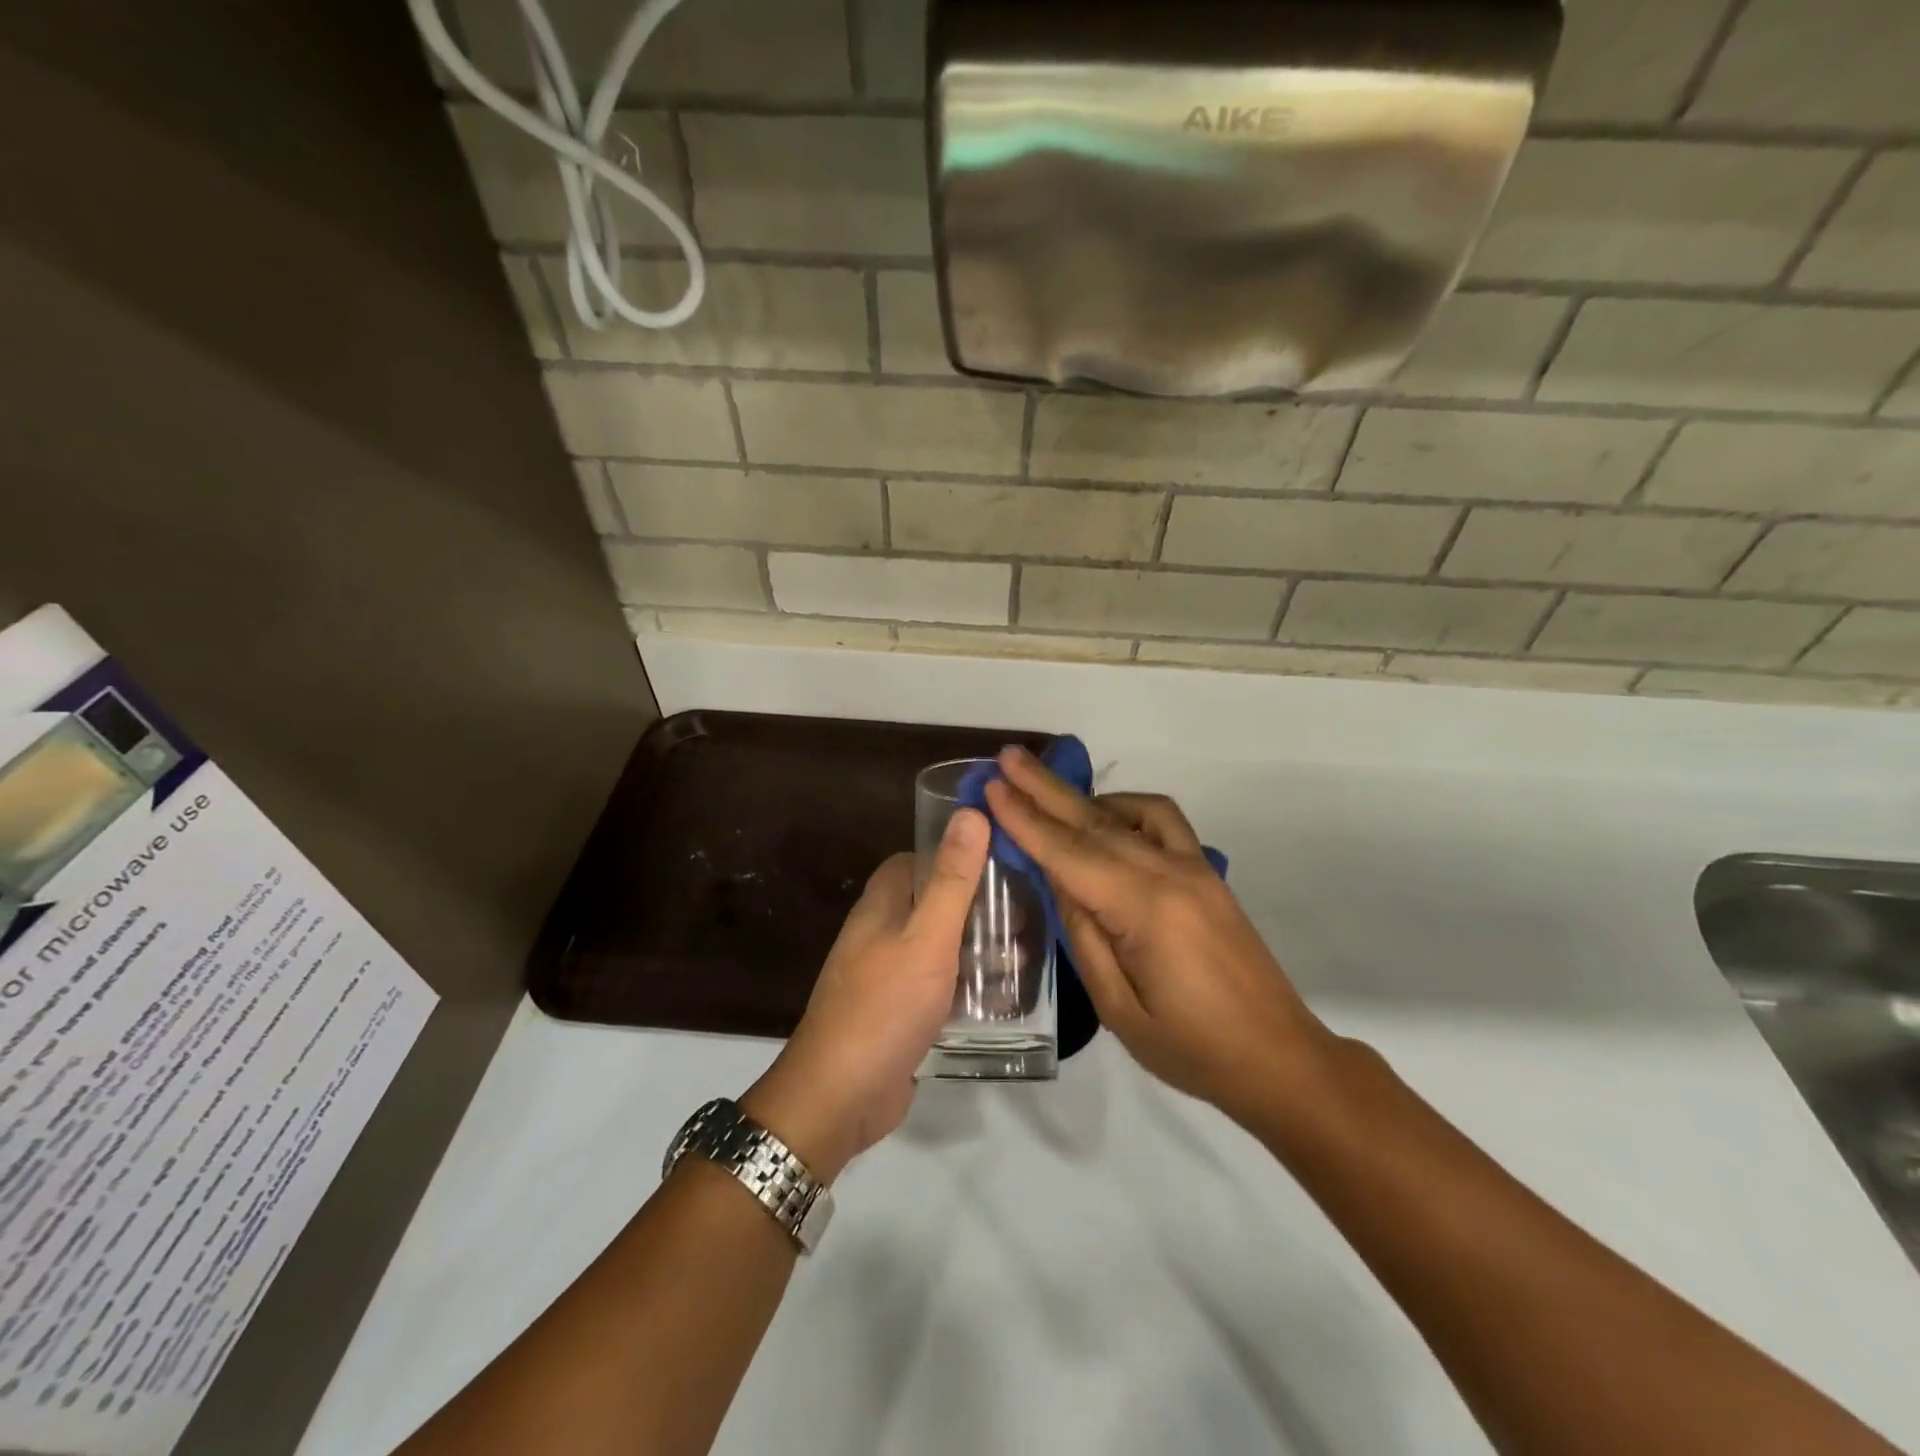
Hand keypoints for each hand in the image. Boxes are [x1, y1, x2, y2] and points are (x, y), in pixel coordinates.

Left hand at [742, 809, 988, 1181]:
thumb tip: (971, 812)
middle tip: (1024, 913)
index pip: (918, 859)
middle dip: (977, 905)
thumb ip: (953, 878)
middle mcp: (880, 932)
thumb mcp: (928, 937)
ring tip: (1024, 954)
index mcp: (882, 904)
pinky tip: (1002, 998)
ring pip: (939, 945)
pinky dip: (967, 986)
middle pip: (933, 902)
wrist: (840, 1096)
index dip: (956, 854)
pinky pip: (938, 986)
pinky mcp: (899, 1012)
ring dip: (977, 947)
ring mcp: (887, 974)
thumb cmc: (885, 1005)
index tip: (1001, 859)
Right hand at [983, 747, 1340, 1135]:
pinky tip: (1104, 817)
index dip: (1026, 820)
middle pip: (1095, 821)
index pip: (1069, 854)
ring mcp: (1194, 868)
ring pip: (1129, 814)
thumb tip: (1060, 881)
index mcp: (1144, 909)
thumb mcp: (1118, 1007)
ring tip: (1041, 787)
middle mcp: (1170, 873)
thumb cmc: (1192, 1048)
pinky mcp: (1207, 873)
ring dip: (1082, 796)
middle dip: (1044, 789)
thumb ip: (1084, 936)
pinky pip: (1164, 821)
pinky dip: (1127, 809)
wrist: (1277, 1057)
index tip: (992, 787)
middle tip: (1007, 757)